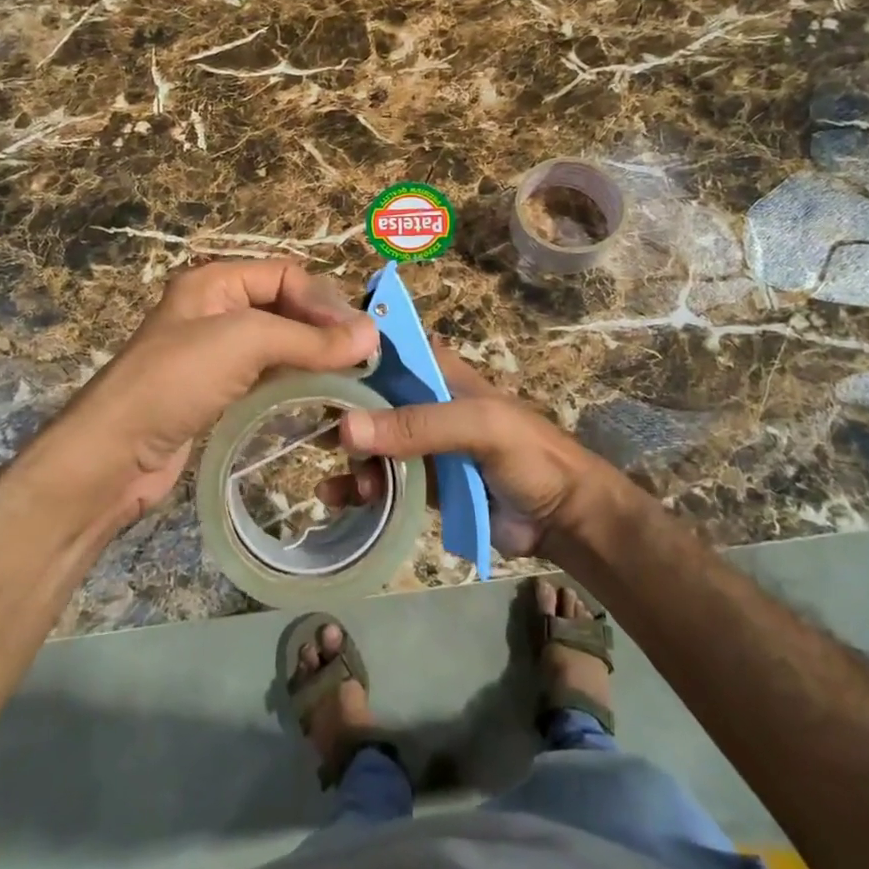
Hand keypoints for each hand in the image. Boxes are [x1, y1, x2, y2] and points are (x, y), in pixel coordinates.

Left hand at [50, 258, 379, 524]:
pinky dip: (295, 381)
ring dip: (314, 356)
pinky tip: (319, 396)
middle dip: (323, 328)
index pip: (286, 275)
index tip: (358, 337)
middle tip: (362, 358)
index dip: (323, 301)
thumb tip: (372, 335)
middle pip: (285, 307)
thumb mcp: (244, 343)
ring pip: (279, 344)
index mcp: (215, 282)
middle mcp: (215, 311)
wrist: (112, 455)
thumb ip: (310, 339)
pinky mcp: (217, 392)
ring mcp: (215, 354)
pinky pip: (267, 376)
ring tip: (350, 378)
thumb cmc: (176, 381)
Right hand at [326, 345, 619, 558]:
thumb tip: (345, 428)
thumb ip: (418, 425)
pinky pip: (381, 480)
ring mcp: (421, 444)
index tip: (307, 368)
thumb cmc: (528, 455)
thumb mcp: (479, 426)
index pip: (386, 351)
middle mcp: (423, 402)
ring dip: (349, 458)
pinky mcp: (421, 483)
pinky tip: (337, 497)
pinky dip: (357, 487)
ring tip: (337, 482)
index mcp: (438, 373)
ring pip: (370, 441)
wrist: (562, 518)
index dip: (348, 356)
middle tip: (307, 432)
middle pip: (368, 398)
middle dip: (339, 413)